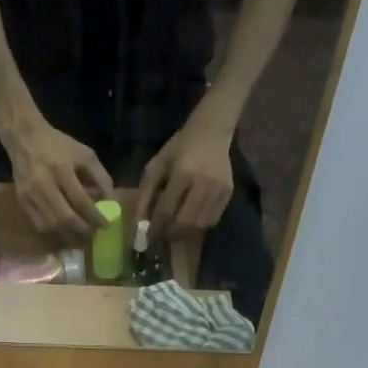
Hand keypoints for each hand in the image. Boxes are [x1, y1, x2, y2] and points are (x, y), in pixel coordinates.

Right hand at [3, 121, 112, 236]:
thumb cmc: (58, 146)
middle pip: (65, 218)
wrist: (24, 138)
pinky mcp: (22, 202)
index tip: (106, 226)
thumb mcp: (84, 154)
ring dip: (68, 237)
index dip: (95, 217)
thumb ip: (101, 177)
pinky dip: (53, 235)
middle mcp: (44, 185)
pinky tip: (64, 236)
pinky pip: (39, 226)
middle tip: (93, 236)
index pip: (81, 201)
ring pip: (51, 226)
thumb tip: (112, 203)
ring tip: (81, 240)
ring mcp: (31, 195)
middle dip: (82, 231)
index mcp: (62, 169)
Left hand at [137, 122, 233, 238]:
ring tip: (176, 229)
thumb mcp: (157, 165)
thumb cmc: (180, 148)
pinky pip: (212, 220)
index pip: (166, 210)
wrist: (212, 131)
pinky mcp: (228, 192)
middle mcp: (203, 183)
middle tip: (162, 236)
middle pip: (185, 222)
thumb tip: (139, 224)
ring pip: (199, 225)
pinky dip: (199, 225)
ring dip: (185, 232)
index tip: (148, 236)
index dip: (156, 227)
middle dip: (171, 234)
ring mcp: (218, 188)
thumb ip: (145, 194)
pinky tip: (191, 220)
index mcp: (182, 173)